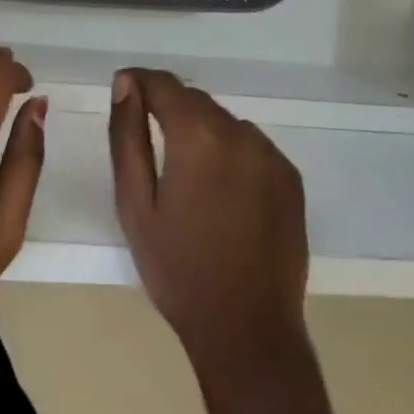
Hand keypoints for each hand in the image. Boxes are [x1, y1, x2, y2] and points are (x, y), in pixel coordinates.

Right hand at [108, 68, 308, 363]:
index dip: (139, 81)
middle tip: (148, 140)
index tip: (123, 89)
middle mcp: (239, 132)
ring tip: (186, 174)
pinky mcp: (290, 177)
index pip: (163, 83)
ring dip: (201, 131)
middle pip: (194, 100)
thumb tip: (126, 83)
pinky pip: (250, 146)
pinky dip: (230, 152)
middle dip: (168, 107)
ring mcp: (270, 153)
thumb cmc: (178, 269)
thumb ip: (127, 135)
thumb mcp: (135, 203)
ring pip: (223, 121)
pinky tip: (221, 192)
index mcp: (197, 135)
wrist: (248, 332)